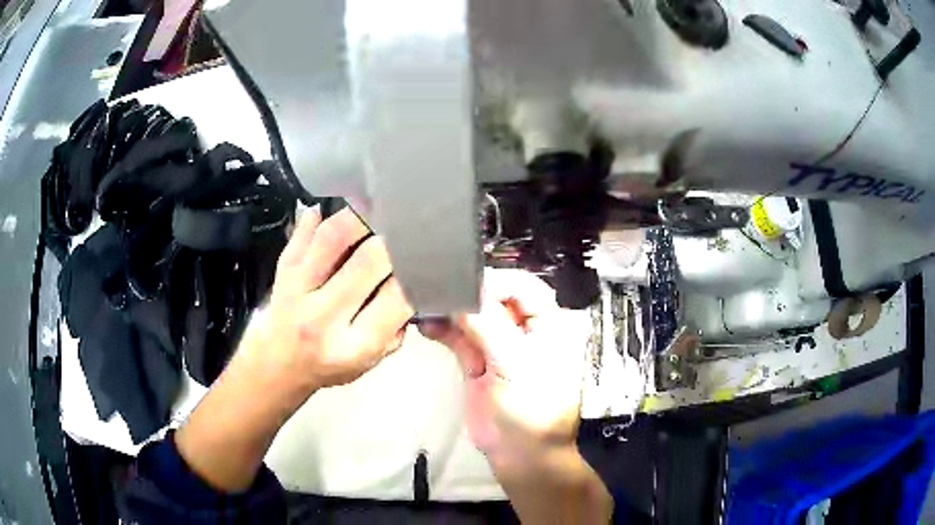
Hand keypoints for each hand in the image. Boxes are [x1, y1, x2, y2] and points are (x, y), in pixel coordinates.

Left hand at [239, 206, 414, 401]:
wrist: (281, 363)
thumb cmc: (332, 364)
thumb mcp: (373, 360)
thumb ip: (397, 326)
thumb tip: (417, 281)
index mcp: (353, 346)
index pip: (397, 299)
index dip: (417, 274)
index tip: (428, 261)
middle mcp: (323, 317)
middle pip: (369, 261)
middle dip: (396, 240)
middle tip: (410, 228)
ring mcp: (297, 289)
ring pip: (334, 237)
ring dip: (364, 217)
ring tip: (381, 210)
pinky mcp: (283, 270)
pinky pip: (304, 231)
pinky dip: (326, 214)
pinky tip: (346, 205)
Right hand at [422, 269, 589, 467]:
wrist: (522, 453)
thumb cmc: (532, 405)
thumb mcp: (514, 360)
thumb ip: (487, 324)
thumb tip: (460, 291)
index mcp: (548, 322)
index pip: (521, 286)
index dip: (492, 281)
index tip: (460, 283)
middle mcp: (524, 329)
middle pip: (494, 298)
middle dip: (465, 293)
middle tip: (435, 289)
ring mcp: (499, 346)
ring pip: (474, 317)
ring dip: (450, 310)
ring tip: (424, 304)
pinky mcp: (478, 363)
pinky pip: (460, 339)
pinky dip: (444, 330)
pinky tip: (426, 324)